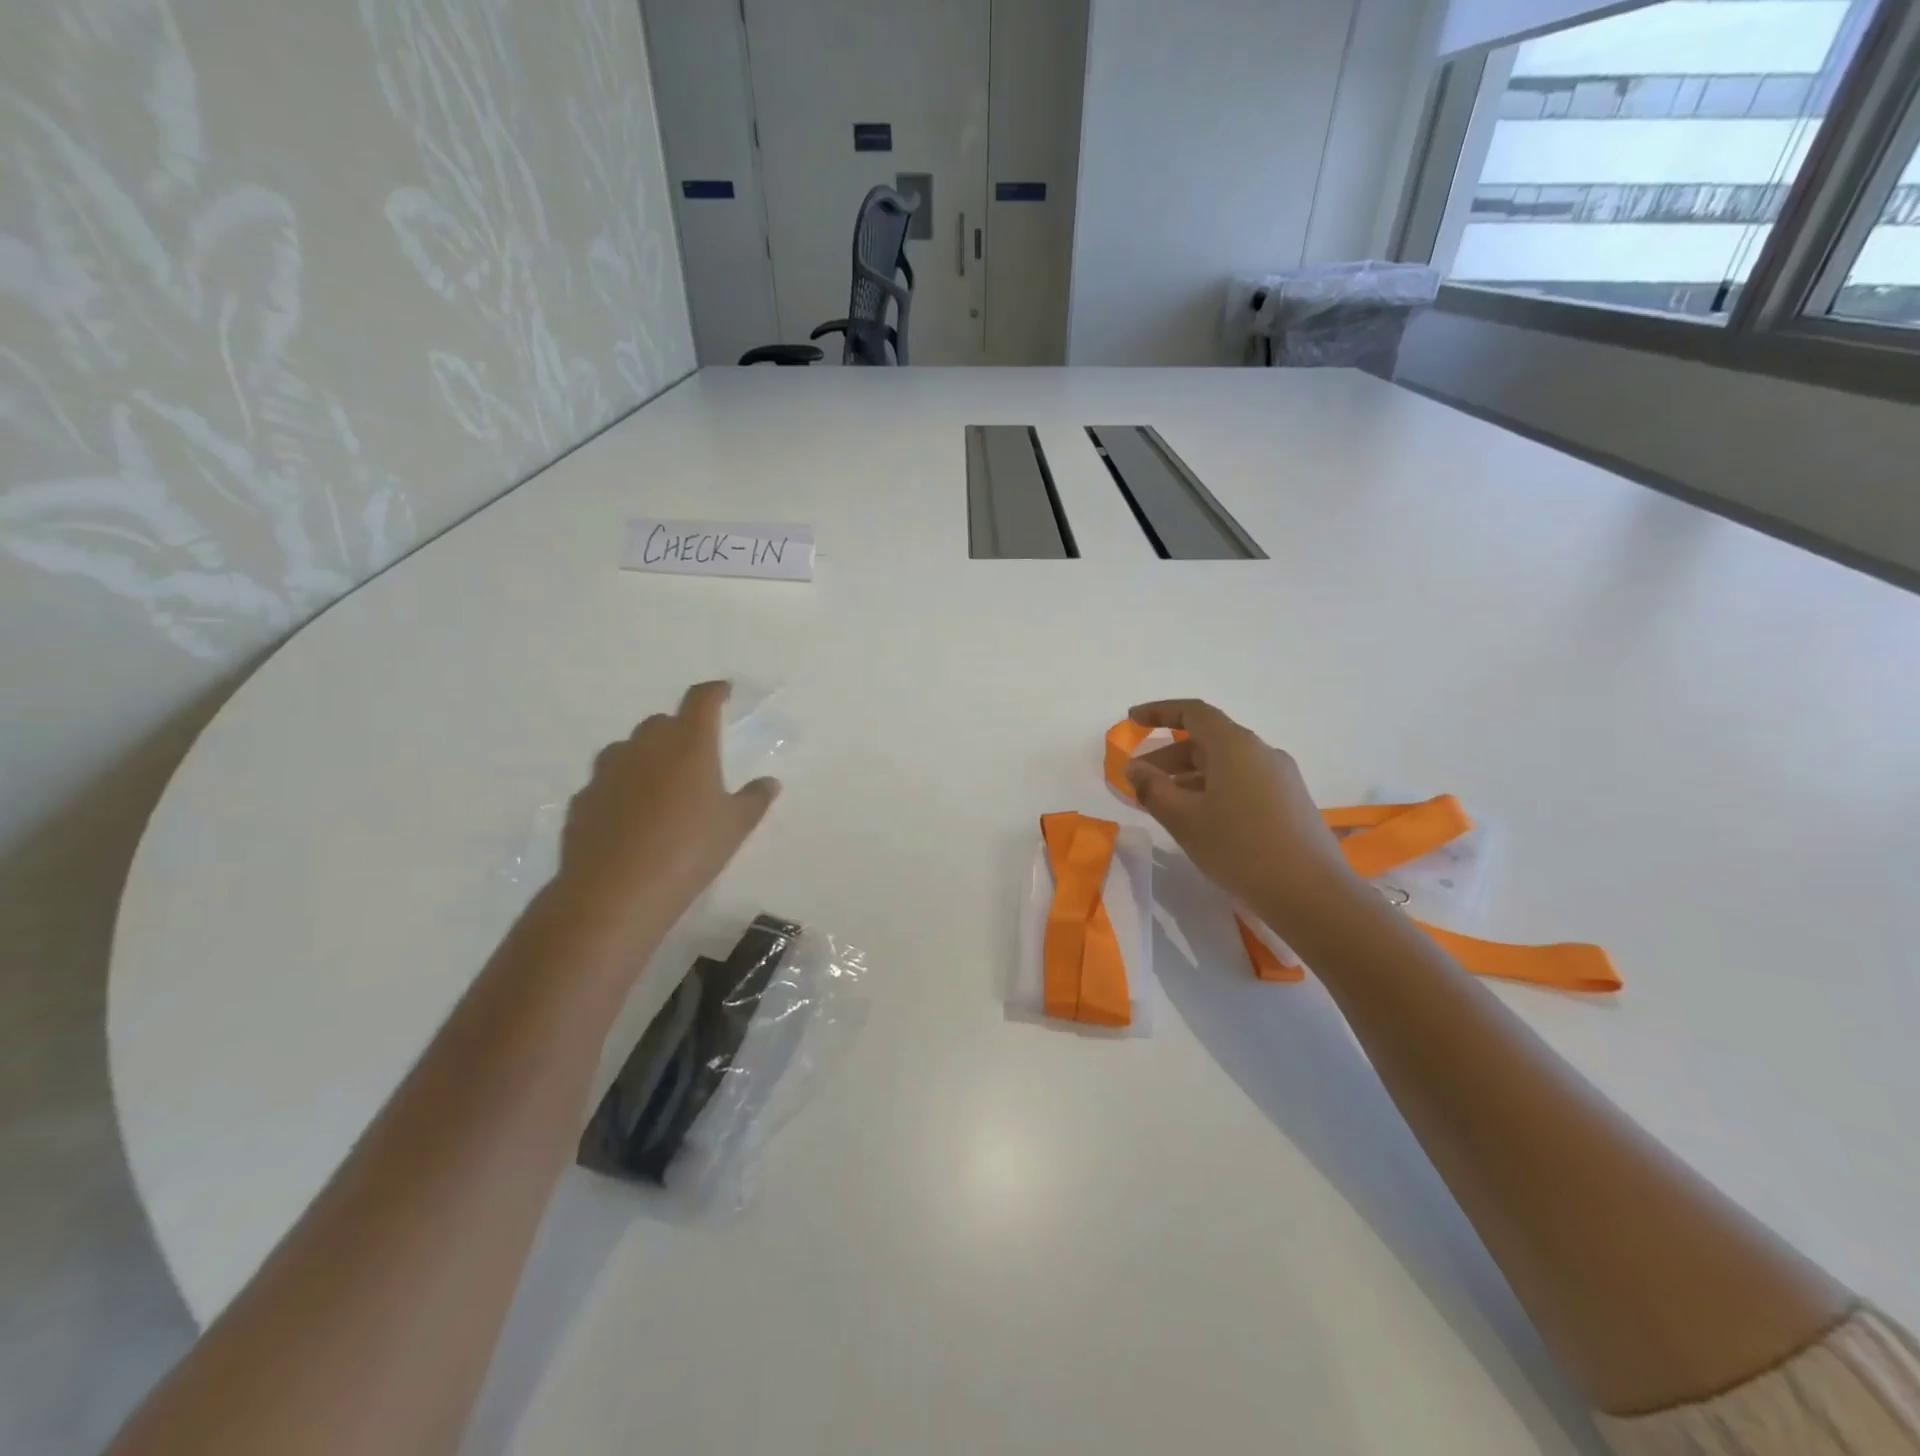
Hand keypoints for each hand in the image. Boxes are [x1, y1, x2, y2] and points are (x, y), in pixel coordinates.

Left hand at [554, 681, 779, 936]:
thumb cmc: (688, 851)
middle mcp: (645, 747)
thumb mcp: (735, 827)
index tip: (724, 692)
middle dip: (679, 730)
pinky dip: (622, 788)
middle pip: (662, 723)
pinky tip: (631, 817)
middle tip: (695, 755)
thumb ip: (754, 799)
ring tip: (661, 786)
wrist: (614, 893)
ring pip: (628, 749)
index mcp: (688, 744)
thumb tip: (769, 782)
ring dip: (646, 757)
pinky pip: (607, 782)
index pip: (701, 700)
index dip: (714, 692)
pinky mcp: (583, 800)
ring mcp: (608, 772)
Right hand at [1125, 699, 1360, 932]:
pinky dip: (1212, 790)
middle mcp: (1261, 752)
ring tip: (1164, 805)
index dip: (1159, 712)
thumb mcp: (1184, 819)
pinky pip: (1241, 783)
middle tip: (1138, 780)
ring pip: (1224, 765)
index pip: (1193, 712)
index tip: (1132, 720)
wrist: (1312, 894)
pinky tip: (1200, 820)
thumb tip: (1135, 769)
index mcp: (1235, 745)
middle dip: (1168, 756)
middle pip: (1207, 741)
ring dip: (1189, 777)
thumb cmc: (1240, 848)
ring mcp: (1280, 777)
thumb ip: (1153, 789)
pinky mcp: (1289, 802)